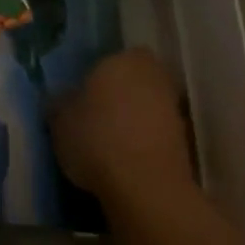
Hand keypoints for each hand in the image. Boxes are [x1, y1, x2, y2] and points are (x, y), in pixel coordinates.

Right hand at [49, 48, 195, 211]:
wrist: (145, 186)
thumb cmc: (97, 139)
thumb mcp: (60, 121)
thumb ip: (61, 103)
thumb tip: (63, 99)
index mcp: (122, 59)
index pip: (110, 58)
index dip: (97, 75)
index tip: (84, 95)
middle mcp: (153, 75)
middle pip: (134, 79)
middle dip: (120, 94)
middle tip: (97, 116)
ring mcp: (173, 106)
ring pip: (147, 105)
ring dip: (134, 118)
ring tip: (109, 143)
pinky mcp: (184, 139)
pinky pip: (157, 131)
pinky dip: (145, 140)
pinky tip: (126, 160)